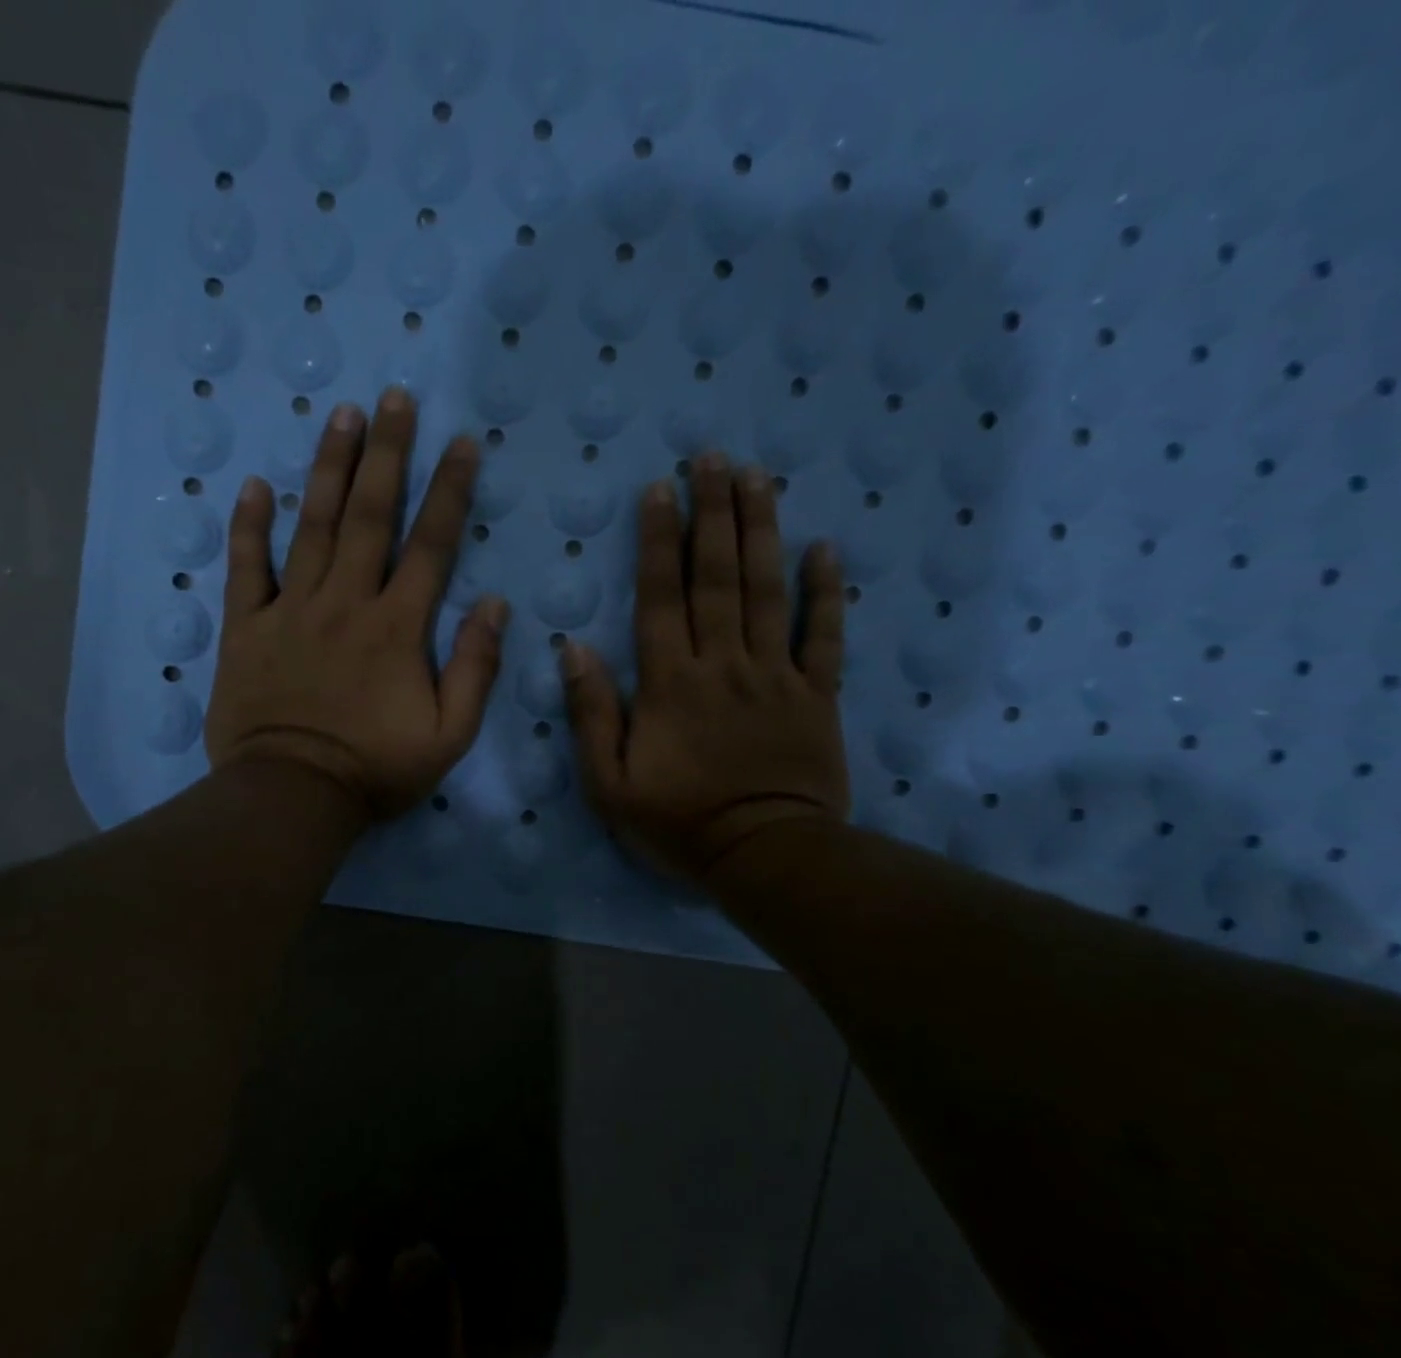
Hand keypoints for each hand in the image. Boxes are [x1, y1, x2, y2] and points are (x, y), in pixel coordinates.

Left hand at [205, 388, 508, 821]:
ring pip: (310, 526)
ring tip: (340, 415)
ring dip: (327, 468)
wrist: (292, 796)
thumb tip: (495, 605)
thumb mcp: (449, 735)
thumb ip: (475, 669)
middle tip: (393, 397)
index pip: (430, 545)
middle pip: (368, 515)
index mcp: (398, 627)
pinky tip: (254, 486)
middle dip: (385, 453)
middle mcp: (346, 602)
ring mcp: (291, 610)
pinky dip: (249, 527)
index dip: (449, 490)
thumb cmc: (375, 770)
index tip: (462, 442)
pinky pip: (247, 568)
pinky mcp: (247, 628)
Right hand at [562, 452, 849, 884]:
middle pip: (717, 577)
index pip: (661, 597)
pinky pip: (824, 636)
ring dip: (761, 531)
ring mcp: (776, 675)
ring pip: (767, 591)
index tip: (659, 489)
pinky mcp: (817, 695)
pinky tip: (825, 549)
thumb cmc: (678, 824)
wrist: (764, 856)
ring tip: (759, 477)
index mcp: (669, 683)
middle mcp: (723, 664)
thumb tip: (574, 648)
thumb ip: (592, 714)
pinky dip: (826, 592)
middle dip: (713, 513)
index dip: (658, 540)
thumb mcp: (609, 784)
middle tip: (714, 458)